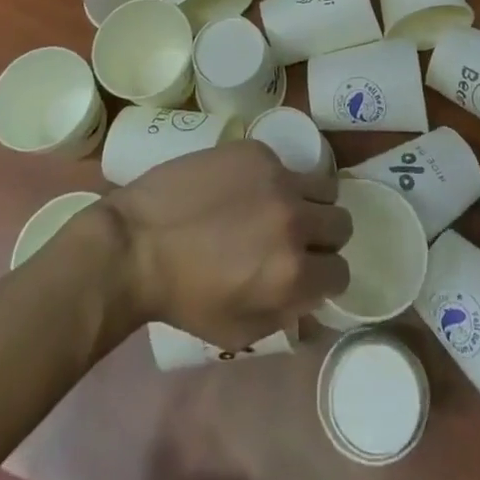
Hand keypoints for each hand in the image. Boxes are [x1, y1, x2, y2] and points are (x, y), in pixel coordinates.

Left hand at [104, 140, 350, 349]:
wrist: (137, 241)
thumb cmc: (183, 296)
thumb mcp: (238, 329)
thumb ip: (285, 316)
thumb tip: (313, 306)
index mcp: (293, 272)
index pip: (341, 272)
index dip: (325, 277)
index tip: (308, 274)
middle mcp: (295, 220)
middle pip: (341, 222)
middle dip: (325, 236)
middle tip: (297, 239)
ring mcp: (277, 177)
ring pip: (323, 185)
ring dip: (310, 200)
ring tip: (280, 207)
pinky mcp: (257, 150)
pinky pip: (285, 163)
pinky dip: (274, 178)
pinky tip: (245, 188)